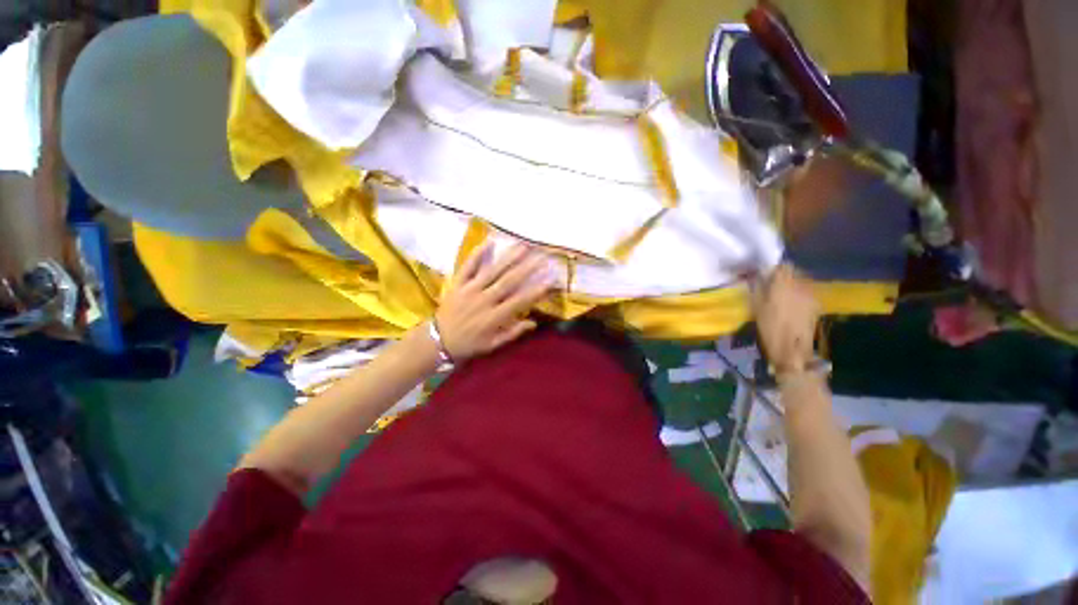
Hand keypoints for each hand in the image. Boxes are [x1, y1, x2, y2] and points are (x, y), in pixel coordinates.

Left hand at [434, 243, 556, 362]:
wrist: (438, 340)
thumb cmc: (469, 344)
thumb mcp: (493, 345)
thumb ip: (513, 333)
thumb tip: (534, 323)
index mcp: (494, 317)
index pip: (519, 301)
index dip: (536, 291)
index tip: (550, 281)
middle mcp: (484, 300)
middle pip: (508, 281)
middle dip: (527, 268)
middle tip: (541, 256)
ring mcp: (470, 289)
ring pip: (492, 271)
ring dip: (508, 257)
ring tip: (523, 246)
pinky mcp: (458, 283)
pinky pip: (467, 266)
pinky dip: (477, 254)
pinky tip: (489, 241)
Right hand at [752, 264, 818, 372]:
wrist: (792, 348)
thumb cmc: (769, 327)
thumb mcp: (756, 306)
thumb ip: (757, 286)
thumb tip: (756, 274)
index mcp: (784, 284)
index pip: (783, 266)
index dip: (774, 269)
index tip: (766, 275)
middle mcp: (801, 285)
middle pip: (794, 271)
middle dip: (784, 275)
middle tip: (772, 284)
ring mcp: (811, 294)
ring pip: (802, 281)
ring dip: (793, 284)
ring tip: (783, 294)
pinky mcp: (817, 304)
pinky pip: (807, 292)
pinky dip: (800, 293)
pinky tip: (792, 304)